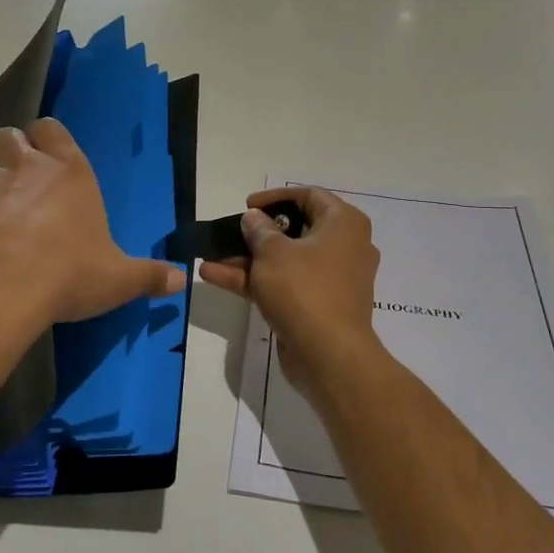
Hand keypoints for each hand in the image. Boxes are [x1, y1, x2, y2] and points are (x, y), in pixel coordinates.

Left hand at [0, 118, 184, 339]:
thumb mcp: (118, 279)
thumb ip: (149, 276)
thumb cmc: (68, 274)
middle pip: (7, 136)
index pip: (52, 129)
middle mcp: (24, 167)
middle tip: (19, 183)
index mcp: (69, 172)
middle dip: (10, 151)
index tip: (48, 157)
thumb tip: (182, 279)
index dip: (47, 138)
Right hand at [198, 187, 382, 387]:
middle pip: (295, 230)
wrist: (329, 356)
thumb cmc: (304, 290)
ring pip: (285, 261)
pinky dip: (255, 280)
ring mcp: (331, 279)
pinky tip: (215, 277)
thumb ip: (258, 230)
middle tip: (230, 233)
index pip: (309, 196)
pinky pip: (285, 284)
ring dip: (247, 259)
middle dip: (256, 233)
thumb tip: (254, 218)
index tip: (247, 206)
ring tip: (210, 257)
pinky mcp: (318, 306)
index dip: (275, 197)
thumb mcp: (272, 253)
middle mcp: (344, 247)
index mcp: (343, 224)